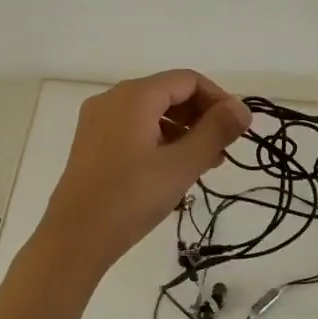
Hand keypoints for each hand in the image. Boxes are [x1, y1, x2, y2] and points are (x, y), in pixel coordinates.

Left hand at [36, 71, 251, 278]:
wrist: (75, 237)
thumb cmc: (131, 198)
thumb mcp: (181, 165)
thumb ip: (216, 132)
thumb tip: (242, 109)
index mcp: (134, 96)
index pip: (188, 80)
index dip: (219, 99)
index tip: (239, 129)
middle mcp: (113, 99)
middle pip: (169, 93)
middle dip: (201, 117)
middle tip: (224, 150)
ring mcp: (98, 121)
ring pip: (152, 113)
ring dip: (183, 131)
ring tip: (205, 164)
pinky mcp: (92, 143)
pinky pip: (134, 128)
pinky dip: (160, 140)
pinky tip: (174, 170)